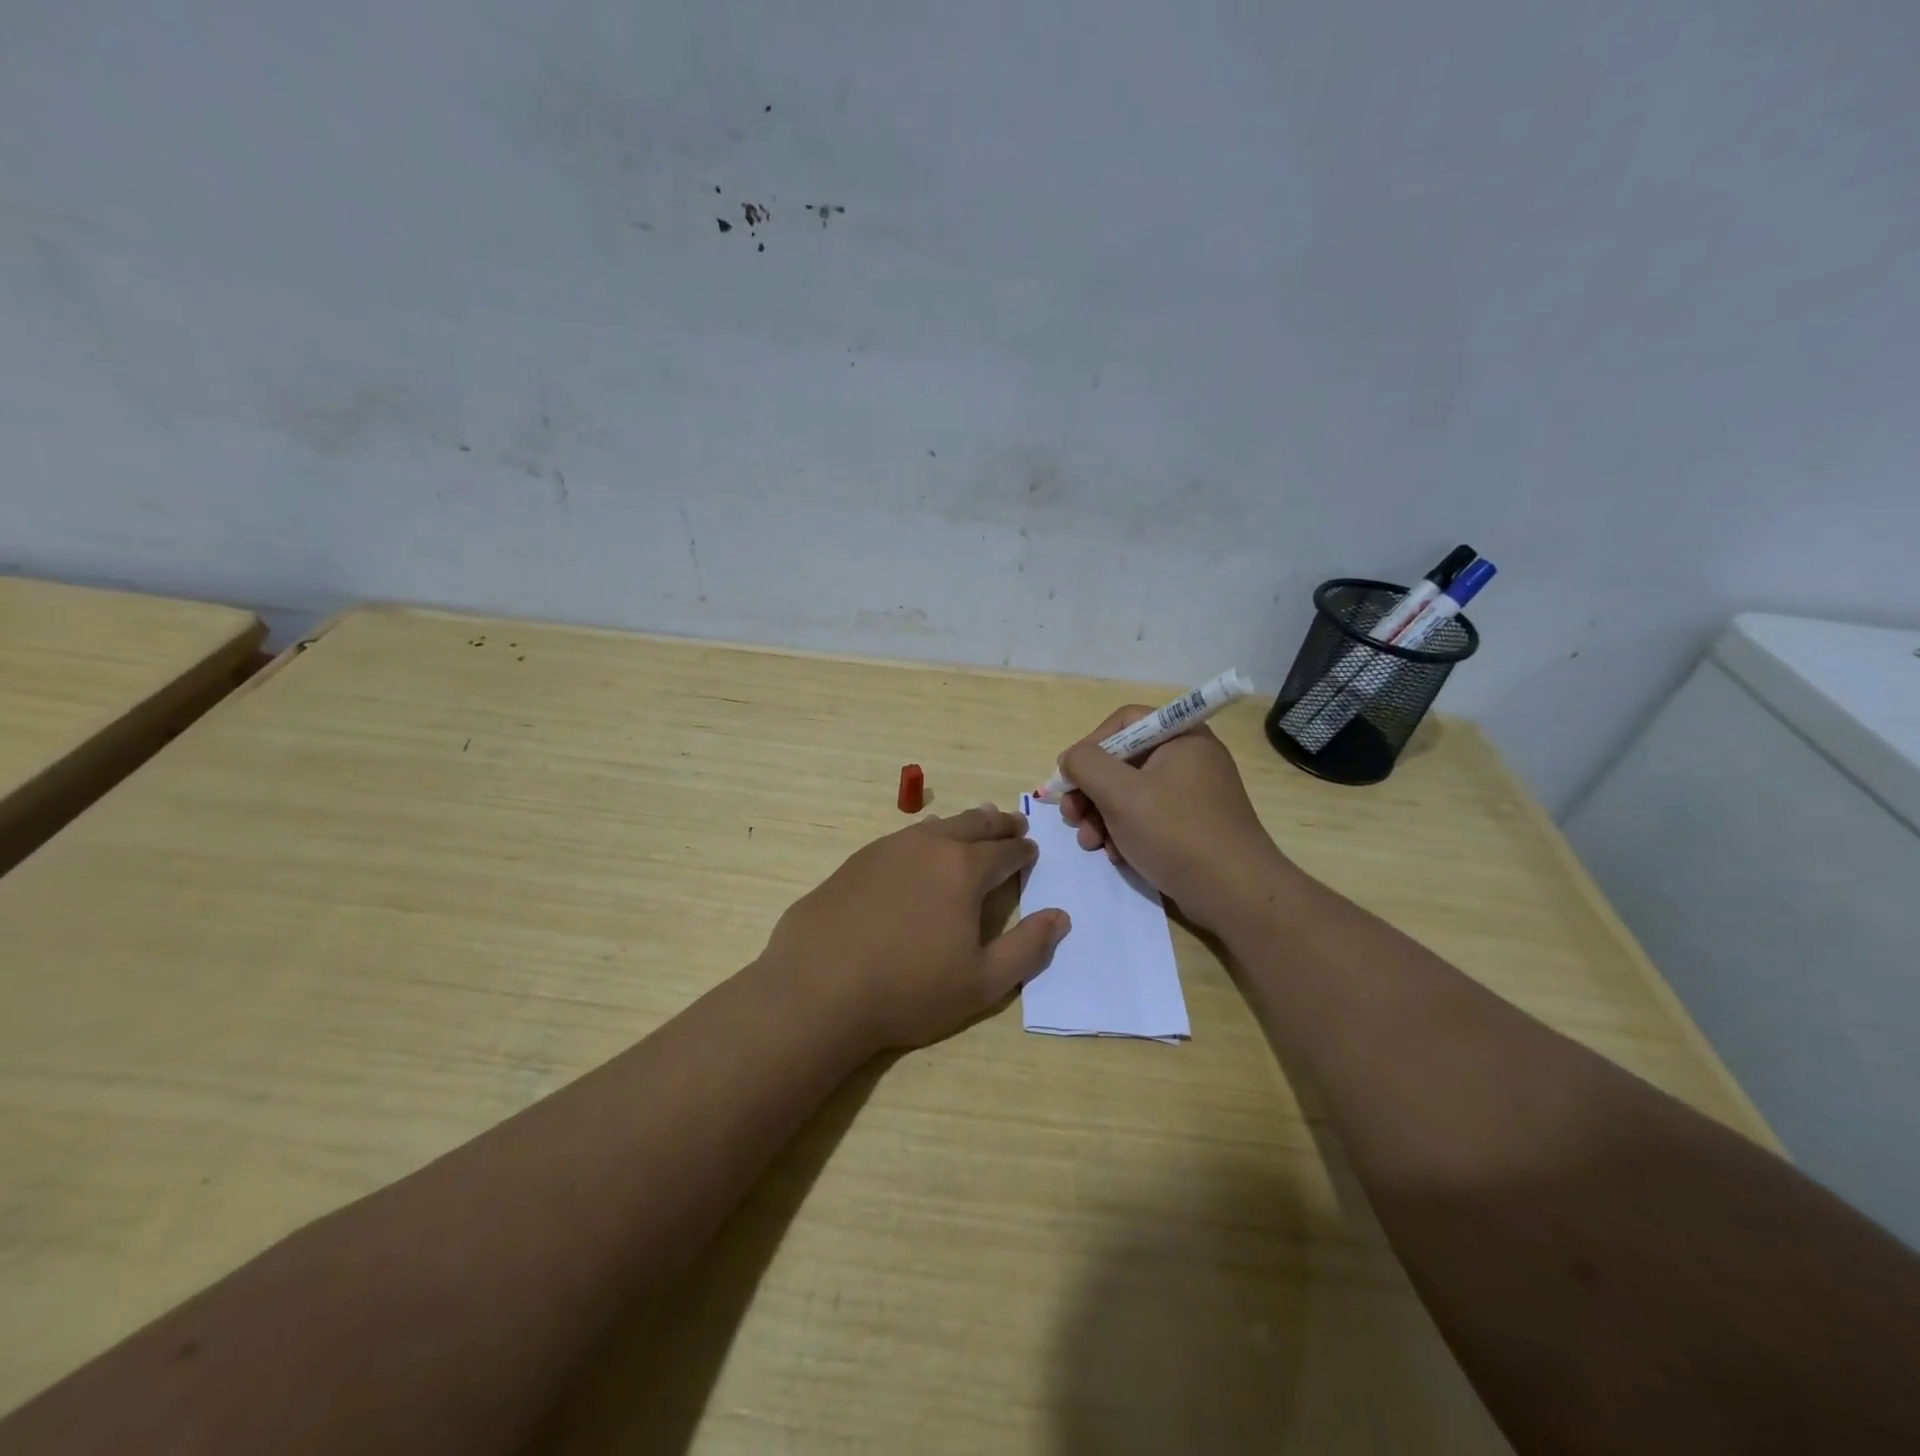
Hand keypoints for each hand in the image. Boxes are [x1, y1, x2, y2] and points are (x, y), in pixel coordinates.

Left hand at [762, 805, 1070, 1050]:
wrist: (818, 988)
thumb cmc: (908, 989)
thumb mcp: (983, 982)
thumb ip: (1028, 948)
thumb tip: (1060, 917)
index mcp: (965, 869)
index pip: (1006, 850)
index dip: (1023, 851)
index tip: (1031, 851)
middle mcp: (929, 846)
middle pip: (973, 824)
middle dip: (999, 824)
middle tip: (1013, 823)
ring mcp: (888, 848)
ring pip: (936, 826)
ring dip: (961, 825)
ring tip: (973, 827)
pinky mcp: (856, 860)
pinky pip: (903, 838)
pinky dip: (924, 838)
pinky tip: (919, 850)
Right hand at [1057, 706, 1293, 932]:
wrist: (1234, 894)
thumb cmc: (1175, 832)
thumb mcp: (1120, 793)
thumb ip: (1085, 765)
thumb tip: (1071, 759)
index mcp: (1181, 737)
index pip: (1124, 722)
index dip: (1090, 744)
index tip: (1069, 776)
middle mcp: (1189, 758)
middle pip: (1123, 760)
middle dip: (1090, 790)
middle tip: (1071, 816)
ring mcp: (1192, 794)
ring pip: (1130, 793)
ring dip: (1101, 816)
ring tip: (1090, 843)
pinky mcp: (1191, 825)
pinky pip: (1147, 817)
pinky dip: (1124, 832)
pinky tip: (1115, 855)